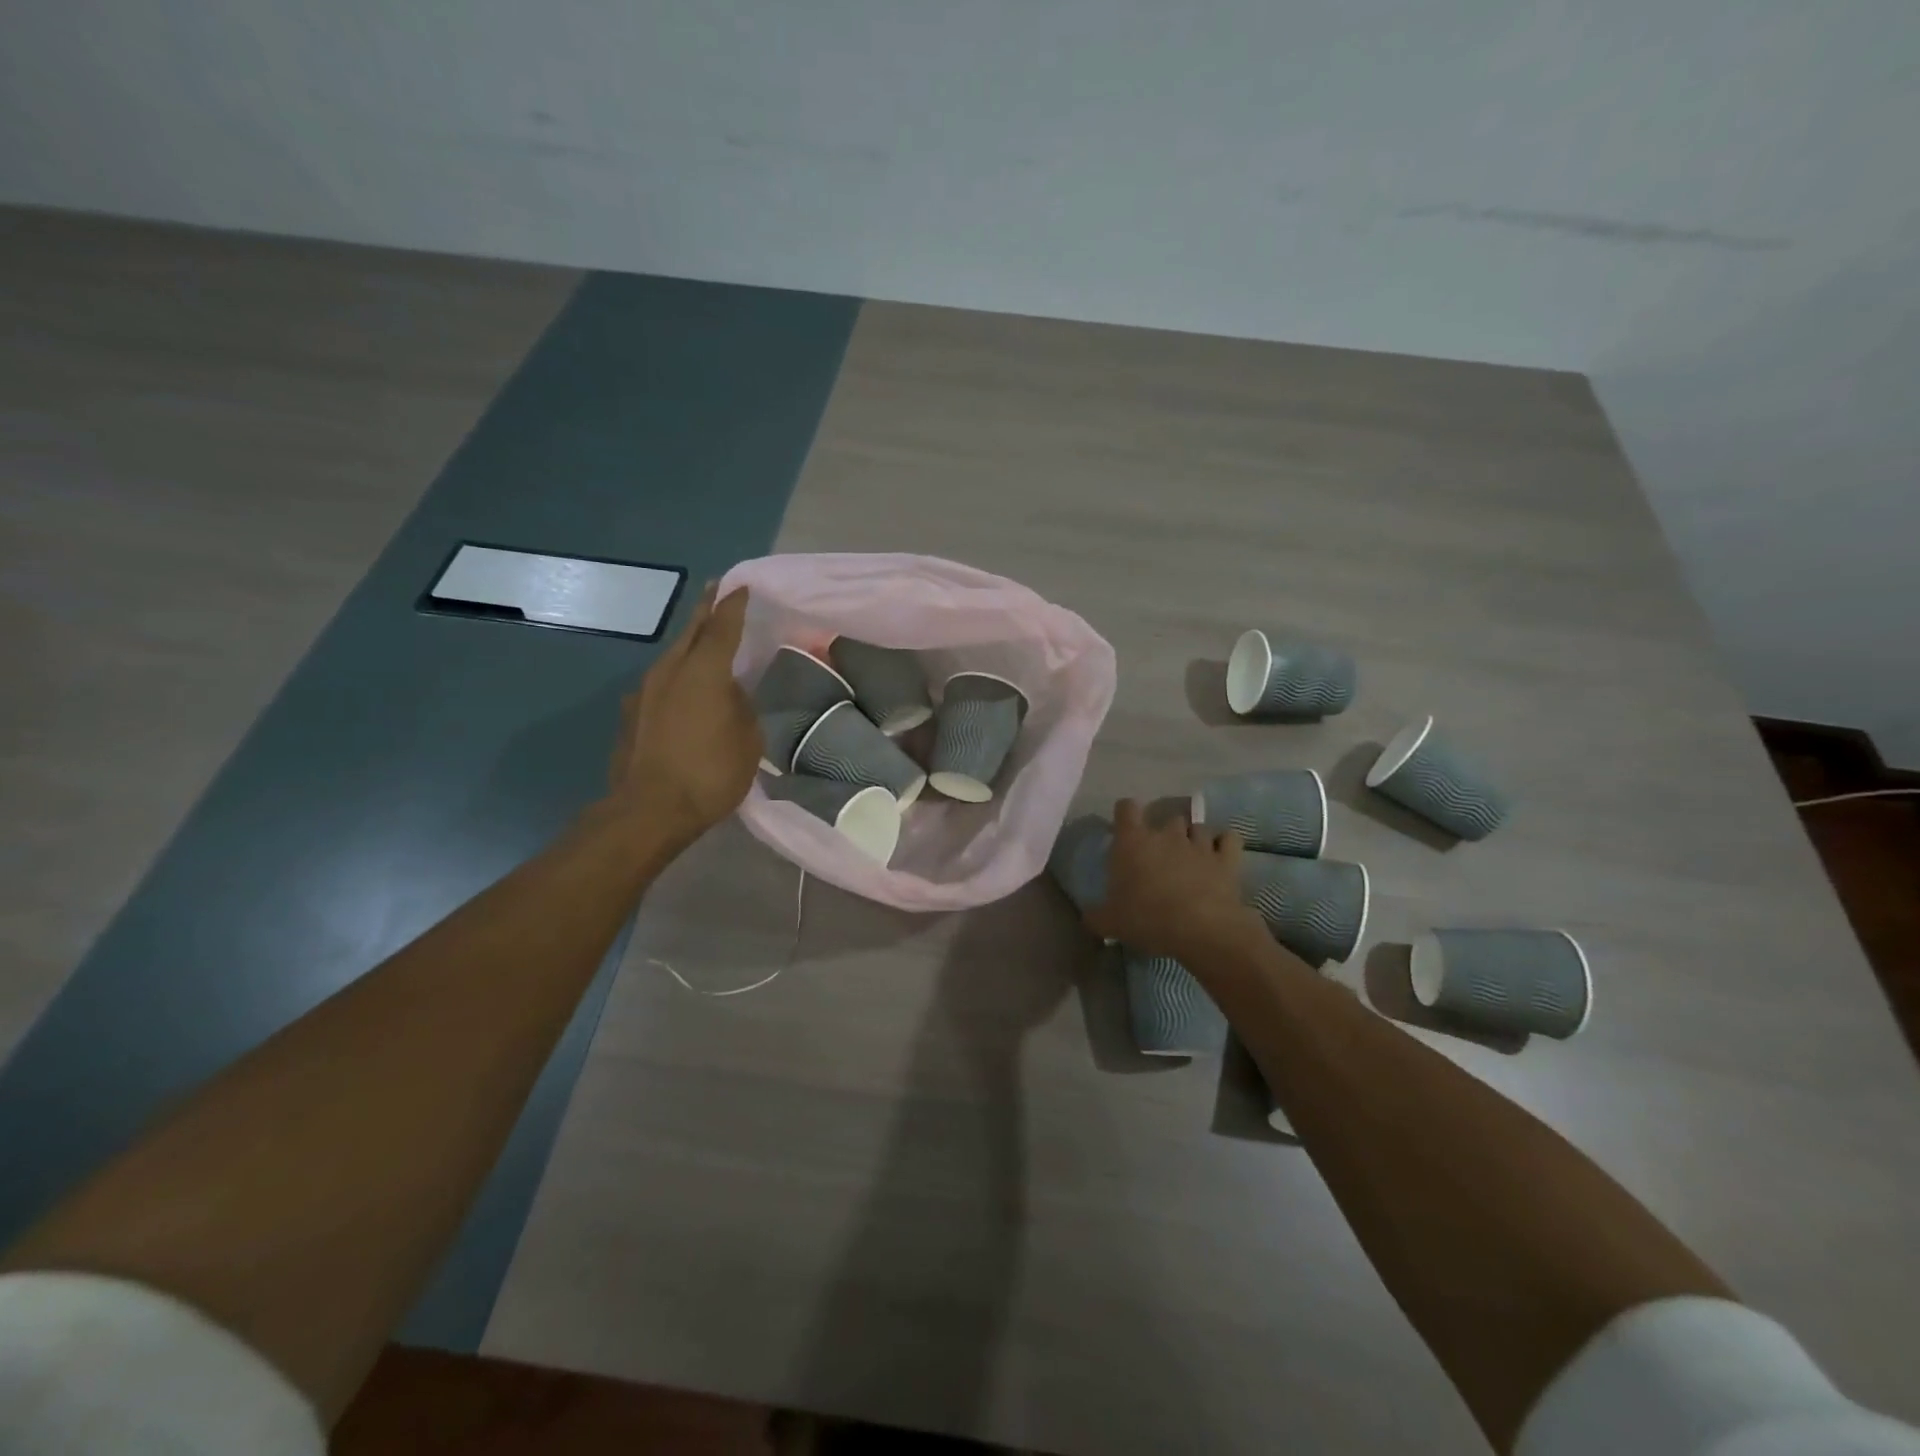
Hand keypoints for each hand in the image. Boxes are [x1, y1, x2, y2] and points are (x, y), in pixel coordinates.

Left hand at [604, 583, 762, 850]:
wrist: (648, 811)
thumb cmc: (710, 773)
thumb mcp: (747, 740)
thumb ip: (741, 707)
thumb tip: (730, 694)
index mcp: (703, 671)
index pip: (722, 626)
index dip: (734, 605)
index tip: (741, 586)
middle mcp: (669, 671)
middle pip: (690, 632)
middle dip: (706, 611)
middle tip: (718, 595)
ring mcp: (643, 691)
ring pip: (672, 657)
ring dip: (689, 646)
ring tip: (705, 643)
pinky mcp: (630, 715)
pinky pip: (660, 684)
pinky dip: (676, 678)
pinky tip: (685, 692)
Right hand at [1085, 799, 1266, 962]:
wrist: (1202, 929)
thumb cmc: (1148, 919)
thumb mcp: (1111, 923)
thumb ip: (1095, 916)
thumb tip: (1086, 918)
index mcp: (1133, 842)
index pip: (1126, 808)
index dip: (1125, 814)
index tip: (1125, 830)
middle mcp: (1166, 834)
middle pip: (1166, 817)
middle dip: (1164, 832)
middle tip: (1160, 855)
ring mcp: (1199, 843)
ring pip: (1197, 827)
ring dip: (1193, 838)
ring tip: (1191, 858)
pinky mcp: (1227, 858)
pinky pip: (1228, 838)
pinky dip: (1224, 843)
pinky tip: (1220, 855)